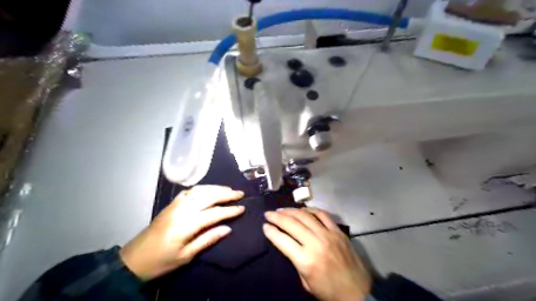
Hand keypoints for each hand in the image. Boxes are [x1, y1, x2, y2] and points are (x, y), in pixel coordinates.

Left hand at [120, 185, 243, 280]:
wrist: (133, 259)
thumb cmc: (161, 262)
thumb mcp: (186, 256)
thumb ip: (208, 239)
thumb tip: (228, 228)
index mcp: (186, 225)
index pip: (214, 213)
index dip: (230, 210)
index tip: (242, 208)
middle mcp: (182, 210)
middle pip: (208, 196)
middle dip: (226, 194)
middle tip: (240, 193)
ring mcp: (175, 205)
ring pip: (199, 191)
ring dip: (215, 188)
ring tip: (229, 189)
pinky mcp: (171, 204)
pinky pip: (189, 191)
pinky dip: (202, 188)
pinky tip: (209, 190)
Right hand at [262, 207, 371, 300]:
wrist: (358, 292)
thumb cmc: (329, 292)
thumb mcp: (306, 282)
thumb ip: (296, 261)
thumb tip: (288, 244)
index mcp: (306, 260)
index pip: (282, 240)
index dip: (271, 232)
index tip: (264, 226)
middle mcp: (316, 243)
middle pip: (292, 224)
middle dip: (277, 217)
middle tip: (268, 213)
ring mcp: (328, 235)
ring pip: (305, 216)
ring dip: (291, 210)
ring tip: (281, 210)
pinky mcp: (338, 231)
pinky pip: (322, 214)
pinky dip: (310, 209)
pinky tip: (302, 210)